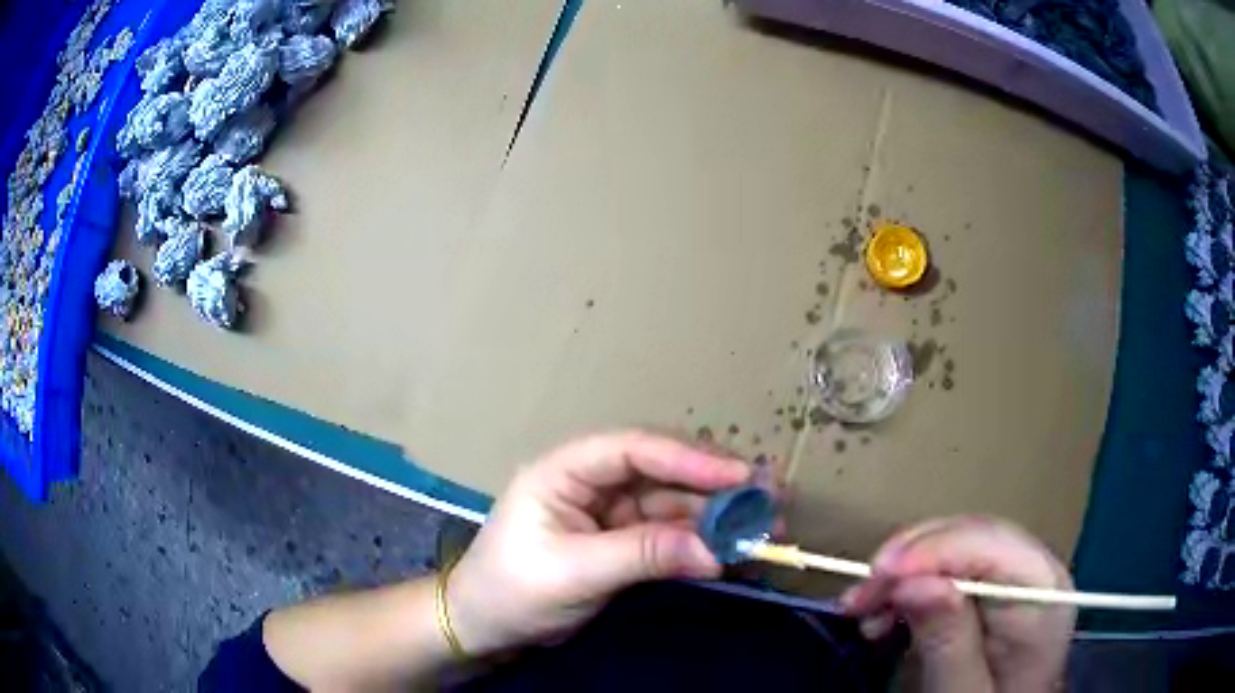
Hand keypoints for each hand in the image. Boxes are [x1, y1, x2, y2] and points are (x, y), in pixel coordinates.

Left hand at [446, 431, 751, 653]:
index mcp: (563, 471)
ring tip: (763, 524)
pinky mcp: (620, 540)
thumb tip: (716, 549)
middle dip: (712, 484)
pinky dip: (698, 540)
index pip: (631, 450)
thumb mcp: (574, 572)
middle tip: (766, 495)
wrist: (485, 626)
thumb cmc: (513, 590)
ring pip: (670, 503)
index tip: (738, 474)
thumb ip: (644, 554)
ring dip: (713, 515)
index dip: (687, 457)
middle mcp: (590, 482)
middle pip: (660, 472)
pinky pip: (667, 533)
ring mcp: (608, 512)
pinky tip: (731, 546)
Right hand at [841, 516, 1075, 692]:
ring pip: (952, 546)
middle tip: (857, 597)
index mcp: (1042, 591)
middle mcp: (1033, 567)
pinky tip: (884, 615)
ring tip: (862, 611)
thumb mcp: (964, 690)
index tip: (877, 574)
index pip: (990, 545)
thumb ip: (948, 640)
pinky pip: (947, 567)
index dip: (933, 550)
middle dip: (909, 560)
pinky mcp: (993, 586)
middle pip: (969, 538)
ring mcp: (1014, 573)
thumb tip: (913, 583)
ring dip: (902, 574)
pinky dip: (908, 586)